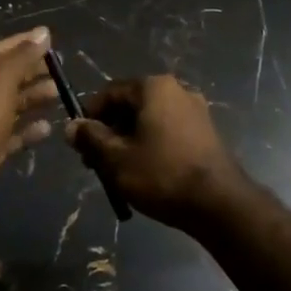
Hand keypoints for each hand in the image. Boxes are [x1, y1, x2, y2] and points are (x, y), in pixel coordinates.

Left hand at [0, 28, 58, 176]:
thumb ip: (21, 59)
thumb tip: (43, 32)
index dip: (22, 44)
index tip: (49, 40)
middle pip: (1, 79)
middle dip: (31, 74)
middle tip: (59, 71)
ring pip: (6, 107)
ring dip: (32, 100)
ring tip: (58, 95)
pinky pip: (7, 134)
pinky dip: (26, 130)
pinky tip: (48, 128)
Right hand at [64, 76, 249, 228]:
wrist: (219, 203)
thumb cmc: (161, 174)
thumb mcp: (116, 158)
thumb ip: (91, 138)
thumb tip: (71, 126)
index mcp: (154, 87)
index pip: (109, 92)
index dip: (89, 116)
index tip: (80, 144)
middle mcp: (177, 90)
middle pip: (130, 105)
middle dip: (109, 131)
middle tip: (96, 162)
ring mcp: (195, 110)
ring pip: (148, 120)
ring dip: (128, 140)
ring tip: (118, 172)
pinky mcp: (205, 132)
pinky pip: (167, 131)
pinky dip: (150, 145)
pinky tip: (145, 172)